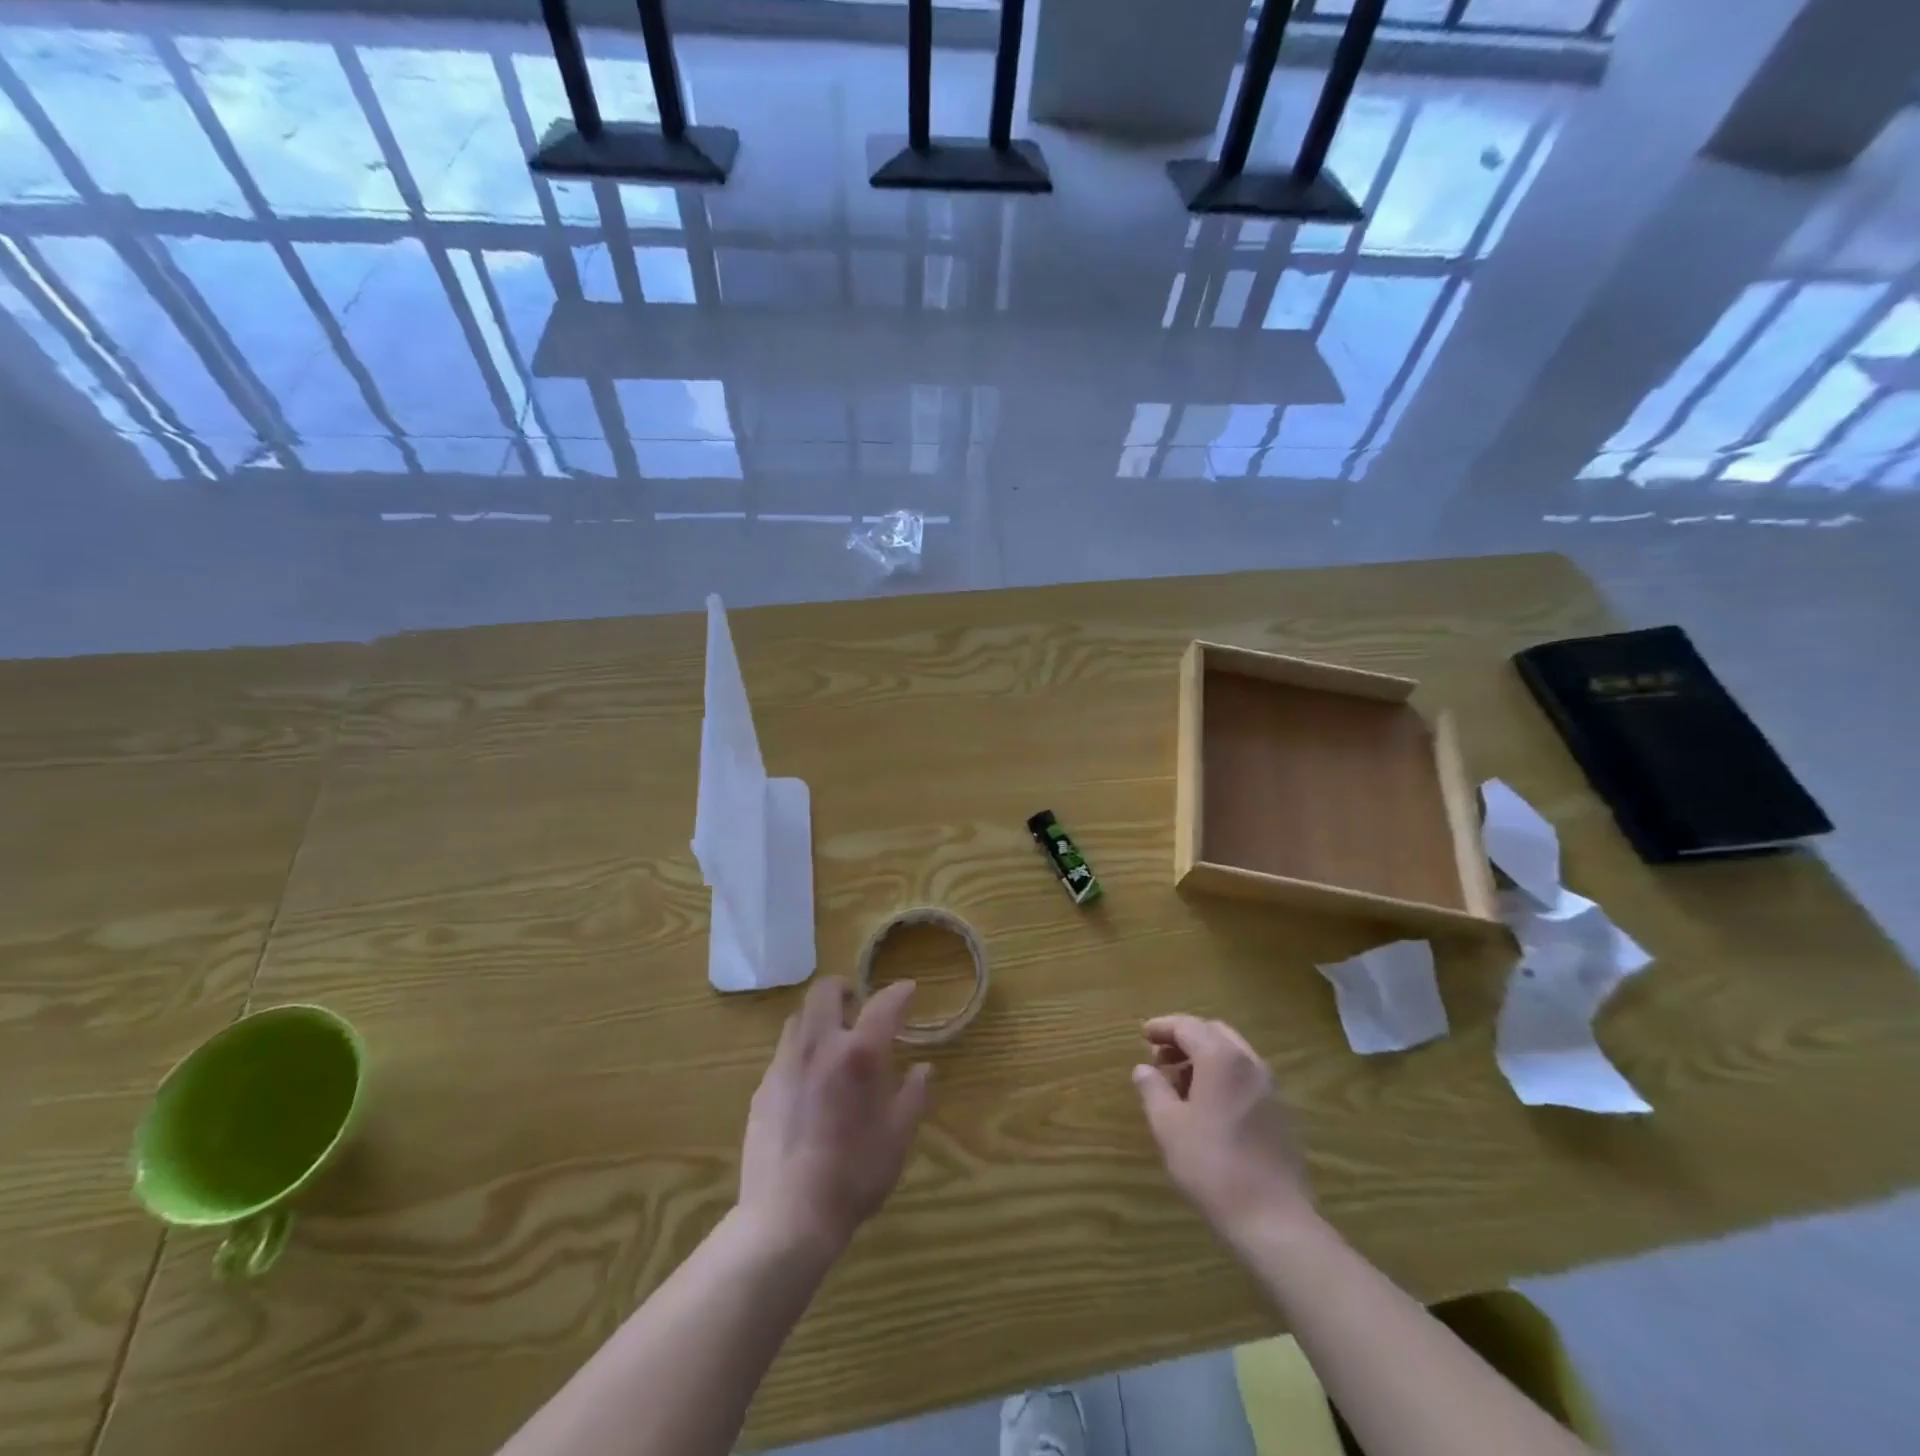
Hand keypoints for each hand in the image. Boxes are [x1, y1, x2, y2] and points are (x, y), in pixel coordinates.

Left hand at [738, 977, 932, 1256]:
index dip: (899, 993)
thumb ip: (913, 1095)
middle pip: (825, 991)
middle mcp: (819, 1045)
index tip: (908, 990)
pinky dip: (801, 1049)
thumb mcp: (897, 1137)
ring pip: (799, 1017)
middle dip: (844, 988)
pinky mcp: (763, 1088)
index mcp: (858, 1053)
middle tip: (858, 1004)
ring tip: (832, 1038)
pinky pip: (784, 1051)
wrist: (787, 1217)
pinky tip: (809, 1079)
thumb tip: (923, 1069)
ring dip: (819, 1016)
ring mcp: (785, 1064)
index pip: (883, 1005)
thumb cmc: (854, 1175)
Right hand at [1132, 1015, 1315, 1241]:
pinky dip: (1222, 1074)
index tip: (1142, 1034)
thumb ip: (1153, 1090)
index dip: (1162, 1027)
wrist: (1273, 1219)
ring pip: (1232, 1053)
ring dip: (1204, 1056)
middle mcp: (1249, 1062)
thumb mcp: (1168, 1126)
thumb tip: (1143, 1069)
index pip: (1187, 1026)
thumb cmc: (1212, 1166)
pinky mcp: (1280, 1112)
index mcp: (1221, 1058)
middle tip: (1159, 1056)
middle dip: (1184, 1038)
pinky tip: (1207, 1104)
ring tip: (1179, 1082)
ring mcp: (1270, 1087)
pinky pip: (1245, 1076)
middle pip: (1213, 1032)